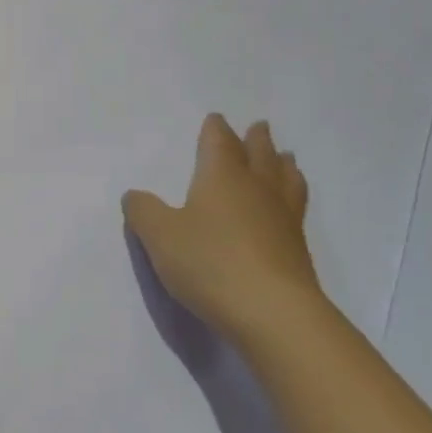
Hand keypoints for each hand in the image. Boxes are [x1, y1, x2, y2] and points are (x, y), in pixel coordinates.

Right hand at [123, 114, 319, 338]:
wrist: (274, 313)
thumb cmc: (210, 263)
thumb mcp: (160, 236)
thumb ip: (143, 212)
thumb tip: (133, 195)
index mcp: (222, 176)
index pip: (219, 142)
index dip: (215, 129)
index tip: (216, 119)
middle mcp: (257, 188)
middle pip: (259, 154)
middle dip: (256, 139)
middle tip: (259, 126)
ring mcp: (283, 218)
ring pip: (285, 179)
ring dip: (283, 164)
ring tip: (286, 158)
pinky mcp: (298, 249)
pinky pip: (296, 209)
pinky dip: (293, 197)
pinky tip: (289, 208)